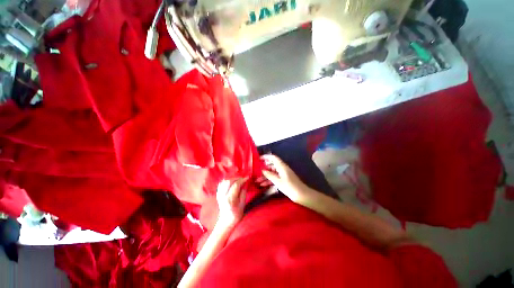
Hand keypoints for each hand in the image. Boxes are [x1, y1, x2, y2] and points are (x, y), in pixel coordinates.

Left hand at [216, 177, 247, 227]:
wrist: (226, 220)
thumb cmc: (236, 214)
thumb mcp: (243, 204)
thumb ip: (244, 192)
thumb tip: (246, 183)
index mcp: (230, 199)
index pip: (236, 185)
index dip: (242, 180)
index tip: (248, 178)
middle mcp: (223, 195)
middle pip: (229, 181)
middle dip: (238, 178)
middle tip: (243, 179)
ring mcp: (219, 194)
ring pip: (225, 181)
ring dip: (233, 179)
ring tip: (238, 180)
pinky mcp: (218, 193)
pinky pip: (222, 183)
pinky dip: (227, 181)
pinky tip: (232, 182)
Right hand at [261, 154, 311, 202]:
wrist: (302, 195)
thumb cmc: (290, 187)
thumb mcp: (278, 181)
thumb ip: (270, 175)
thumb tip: (263, 170)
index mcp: (282, 166)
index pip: (273, 158)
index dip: (266, 157)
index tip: (259, 158)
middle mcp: (282, 168)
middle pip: (271, 166)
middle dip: (263, 169)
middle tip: (256, 172)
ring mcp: (283, 174)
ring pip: (272, 173)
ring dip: (265, 176)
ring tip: (257, 181)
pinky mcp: (284, 180)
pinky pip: (275, 177)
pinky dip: (269, 180)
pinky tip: (263, 185)